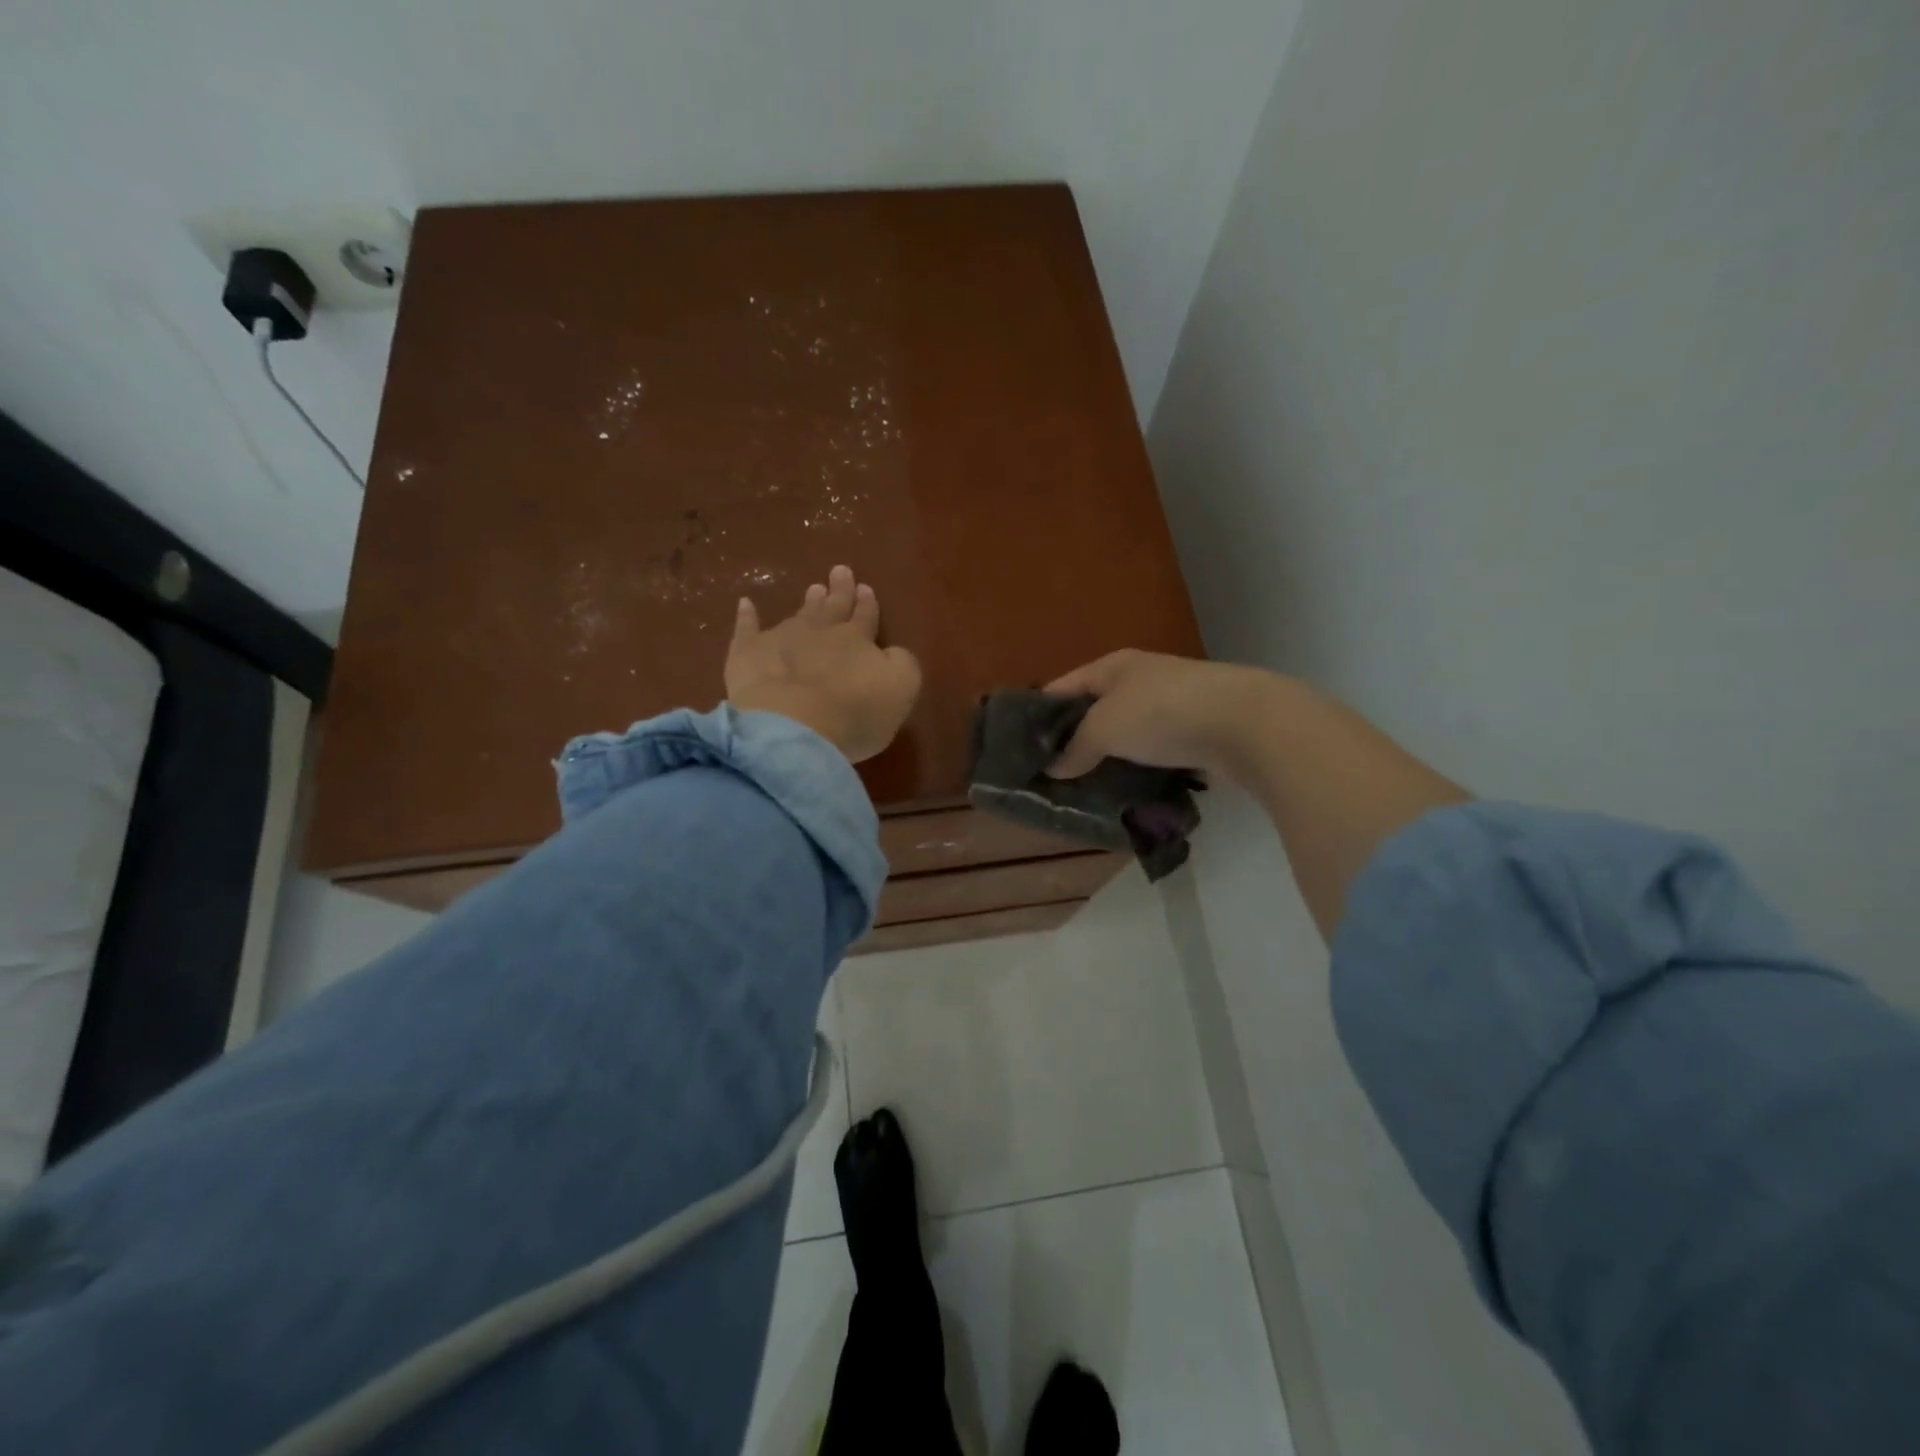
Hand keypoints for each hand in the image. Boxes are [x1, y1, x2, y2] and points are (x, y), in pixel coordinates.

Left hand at [725, 565, 921, 762]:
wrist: (793, 723)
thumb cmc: (855, 712)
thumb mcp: (901, 688)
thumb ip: (901, 663)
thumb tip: (891, 651)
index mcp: (858, 640)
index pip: (865, 617)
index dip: (867, 604)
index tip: (866, 588)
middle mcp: (821, 632)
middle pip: (833, 608)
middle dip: (839, 591)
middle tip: (840, 571)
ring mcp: (782, 639)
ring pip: (799, 615)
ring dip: (808, 602)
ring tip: (813, 588)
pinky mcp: (748, 654)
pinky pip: (747, 629)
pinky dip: (746, 616)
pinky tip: (745, 603)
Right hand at [1045, 650, 1282, 779]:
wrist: (1243, 722)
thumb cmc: (1161, 712)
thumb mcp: (1105, 728)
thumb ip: (1075, 748)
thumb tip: (1053, 769)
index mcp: (1112, 667)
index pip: (1063, 687)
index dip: (1039, 713)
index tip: (1020, 746)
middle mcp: (1139, 680)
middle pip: (1094, 710)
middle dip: (1073, 740)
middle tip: (1049, 774)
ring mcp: (1170, 705)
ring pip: (1125, 733)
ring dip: (1106, 757)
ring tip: (1082, 788)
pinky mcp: (1193, 732)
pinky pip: (1152, 751)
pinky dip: (1137, 768)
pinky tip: (1124, 789)